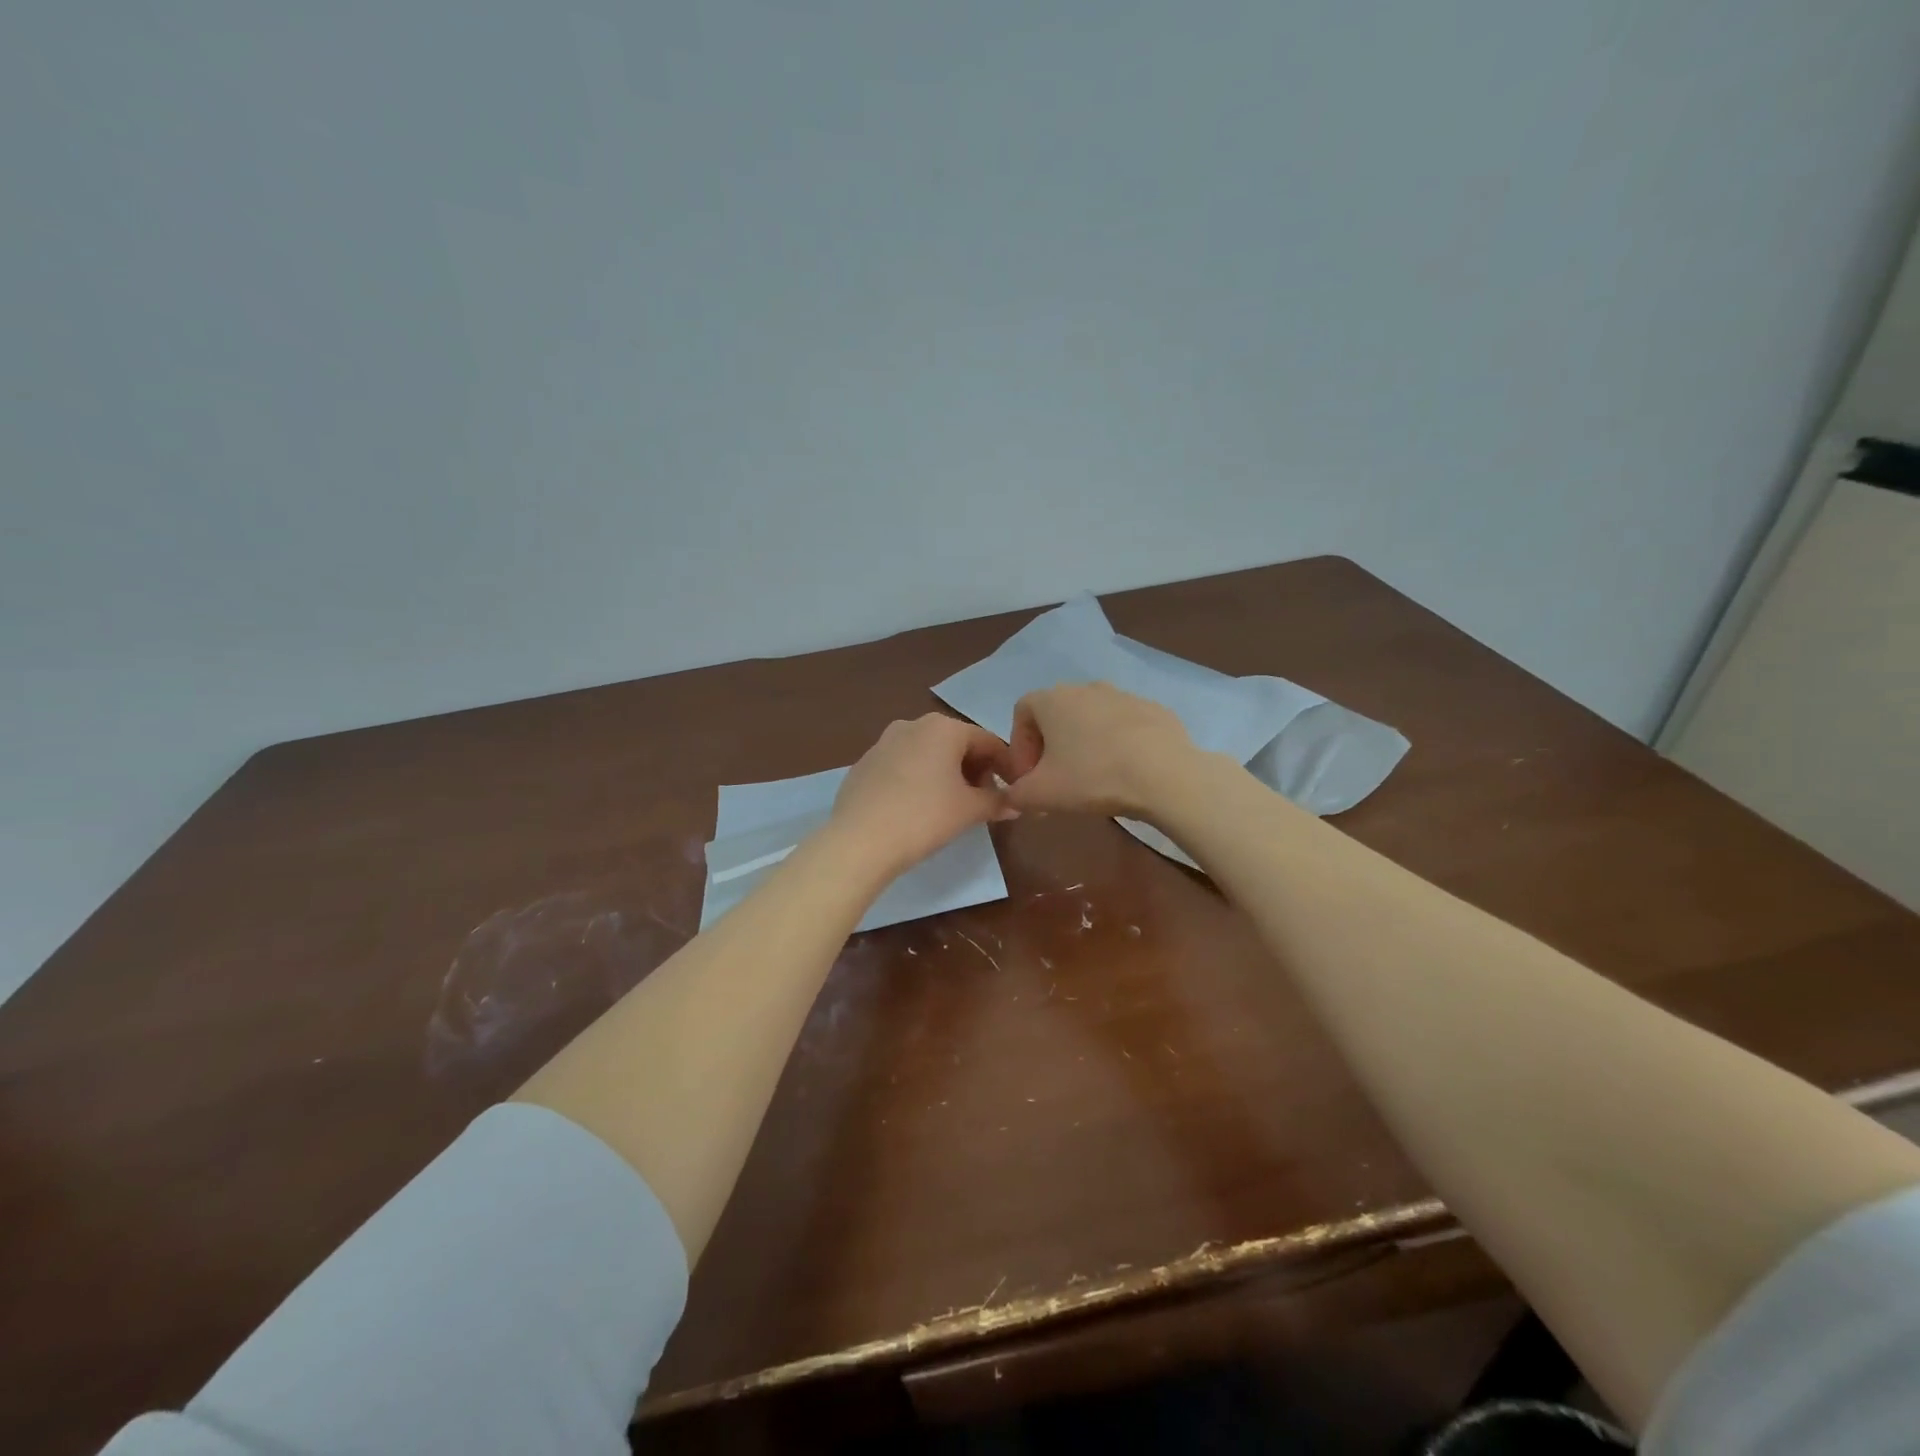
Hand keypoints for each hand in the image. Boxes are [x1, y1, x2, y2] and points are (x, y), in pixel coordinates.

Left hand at [828, 713, 1015, 877]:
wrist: (860, 840)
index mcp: (943, 727)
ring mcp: (883, 742)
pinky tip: (917, 808)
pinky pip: (902, 766)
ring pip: (927, 753)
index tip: (1014, 789)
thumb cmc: (924, 817)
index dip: (1006, 766)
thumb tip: (1014, 803)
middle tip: (983, 800)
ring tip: (952, 805)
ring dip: (946, 774)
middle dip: (975, 769)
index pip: (988, 741)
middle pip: (956, 744)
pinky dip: (918, 780)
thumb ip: (996, 801)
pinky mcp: (864, 764)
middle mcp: (912, 724)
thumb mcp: (969, 810)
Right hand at [1005, 683, 1195, 816]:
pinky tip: (1126, 773)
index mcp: (1053, 699)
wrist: (1165, 775)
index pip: (1021, 713)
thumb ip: (1015, 795)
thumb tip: (1011, 797)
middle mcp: (1086, 687)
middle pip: (1057, 715)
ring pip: (1092, 719)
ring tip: (1093, 779)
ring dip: (1084, 745)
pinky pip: (1124, 726)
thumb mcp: (1041, 794)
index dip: (1019, 746)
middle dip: (1050, 747)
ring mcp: (1124, 695)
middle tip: (1056, 781)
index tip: (1028, 777)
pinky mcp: (1155, 710)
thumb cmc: (1092, 777)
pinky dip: (1118, 745)